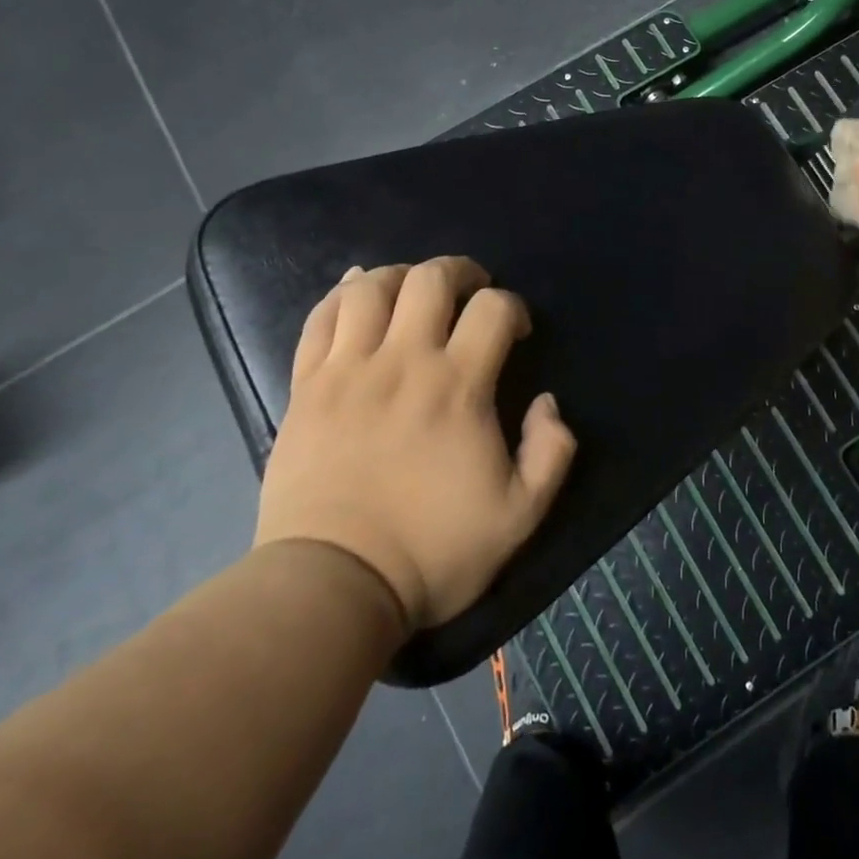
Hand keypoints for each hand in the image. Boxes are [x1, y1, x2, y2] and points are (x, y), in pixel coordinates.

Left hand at [254, 258, 576, 632]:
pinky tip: (357, 293)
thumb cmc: (432, 550)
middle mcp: (403, 362)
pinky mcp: (307, 387)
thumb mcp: (520, 515)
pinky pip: (320, 319)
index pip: (493, 308)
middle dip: (459, 272)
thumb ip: (551, 452)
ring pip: (370, 287)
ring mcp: (348, 371)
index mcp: (458, 386)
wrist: (333, 586)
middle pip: (430, 279)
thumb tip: (548, 403)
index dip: (512, 307)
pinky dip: (341, 295)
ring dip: (400, 276)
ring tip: (413, 292)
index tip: (514, 332)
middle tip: (469, 292)